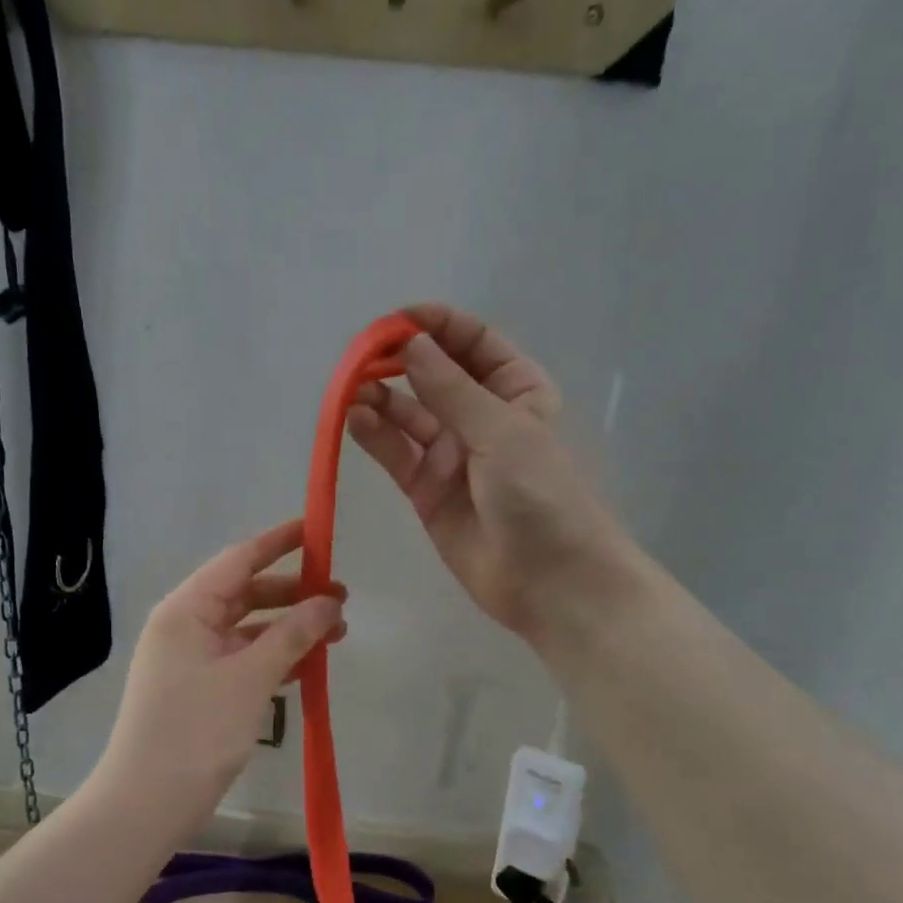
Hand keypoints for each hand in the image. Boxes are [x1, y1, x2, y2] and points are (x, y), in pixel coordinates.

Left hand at [96, 520, 346, 820]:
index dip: (279, 543)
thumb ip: (293, 634)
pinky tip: (309, 666)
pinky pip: (243, 660)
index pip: (238, 560)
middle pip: (246, 594)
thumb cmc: (196, 731)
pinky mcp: (200, 689)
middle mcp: (185, 626)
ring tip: (338, 634)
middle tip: (341, 598)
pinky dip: (275, 658)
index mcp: (186, 610)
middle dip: (294, 594)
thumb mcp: (251, 677)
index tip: (317, 530)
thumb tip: (329, 601)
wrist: (147, 803)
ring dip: (290, 629)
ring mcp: (191, 659)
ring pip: (249, 630)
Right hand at [347, 304, 635, 644]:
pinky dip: (375, 435)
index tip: (396, 321)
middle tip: (361, 357)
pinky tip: (354, 420)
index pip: (473, 343)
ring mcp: (451, 455)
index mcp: (515, 391)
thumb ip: (451, 389)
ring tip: (352, 390)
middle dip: (400, 361)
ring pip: (407, 414)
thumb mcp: (502, 431)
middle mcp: (480, 417)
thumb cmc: (540, 495)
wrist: (550, 581)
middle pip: (434, 375)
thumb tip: (410, 344)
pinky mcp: (426, 490)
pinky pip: (396, 454)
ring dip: (380, 398)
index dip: (436, 326)